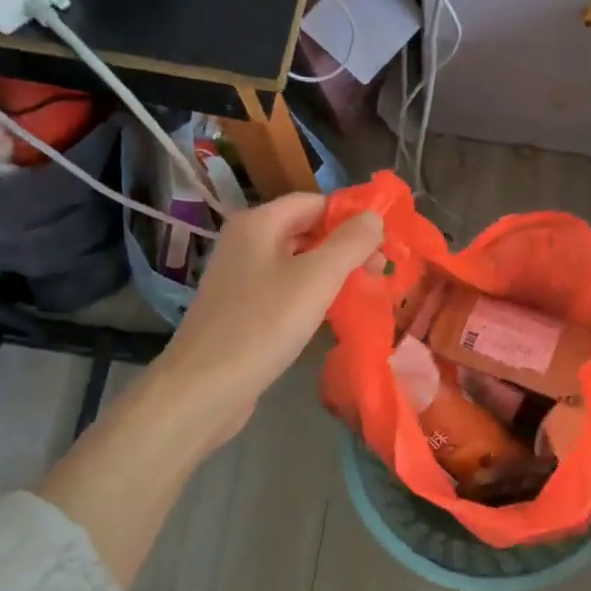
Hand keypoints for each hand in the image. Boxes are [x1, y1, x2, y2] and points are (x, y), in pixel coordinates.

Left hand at [153, 193, 382, 455]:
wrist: (204, 388)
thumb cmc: (263, 325)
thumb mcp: (316, 279)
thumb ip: (350, 244)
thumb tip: (375, 216)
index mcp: (258, 224)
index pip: (313, 202)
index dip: (350, 216)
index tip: (385, 241)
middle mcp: (245, 243)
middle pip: (305, 231)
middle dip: (345, 246)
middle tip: (382, 270)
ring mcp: (240, 279)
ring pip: (297, 263)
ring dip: (332, 273)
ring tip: (366, 291)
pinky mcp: (242, 311)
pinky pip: (285, 291)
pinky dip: (312, 296)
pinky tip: (332, 315)